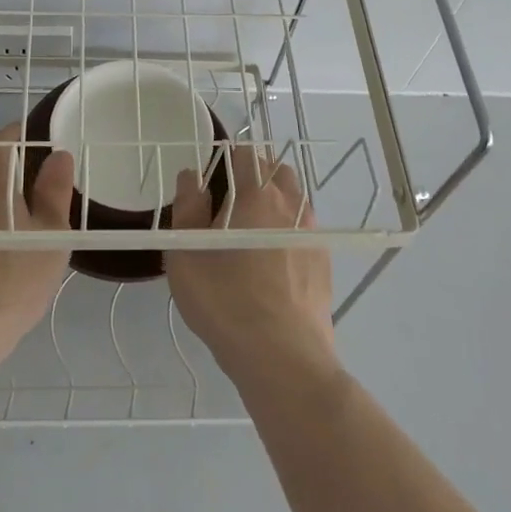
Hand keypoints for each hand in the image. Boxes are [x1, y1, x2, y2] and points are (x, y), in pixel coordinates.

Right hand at [167, 146, 337, 394]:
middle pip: (275, 170)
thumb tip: (192, 176)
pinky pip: (303, 229)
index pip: (246, 153)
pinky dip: (286, 230)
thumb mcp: (186, 254)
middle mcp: (291, 204)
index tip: (209, 181)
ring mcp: (312, 233)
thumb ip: (187, 207)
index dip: (225, 159)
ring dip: (273, 201)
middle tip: (227, 204)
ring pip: (293, 199)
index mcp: (257, 194)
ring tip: (248, 232)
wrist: (282, 357)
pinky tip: (270, 260)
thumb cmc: (226, 301)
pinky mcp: (324, 262)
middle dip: (253, 175)